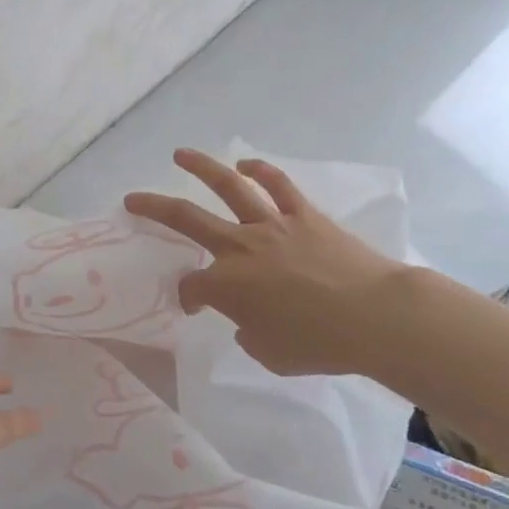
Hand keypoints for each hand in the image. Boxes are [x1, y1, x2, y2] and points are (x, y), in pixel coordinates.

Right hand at [123, 149, 407, 375]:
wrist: (376, 317)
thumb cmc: (320, 344)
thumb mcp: (270, 353)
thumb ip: (248, 332)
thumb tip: (248, 317)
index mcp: (227, 286)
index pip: (191, 287)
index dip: (185, 296)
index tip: (193, 306)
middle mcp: (240, 247)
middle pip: (187, 220)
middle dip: (154, 209)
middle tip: (132, 198)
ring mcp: (272, 226)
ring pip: (228, 188)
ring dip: (201, 169)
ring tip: (180, 155)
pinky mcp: (304, 215)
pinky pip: (279, 186)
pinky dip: (261, 172)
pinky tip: (246, 165)